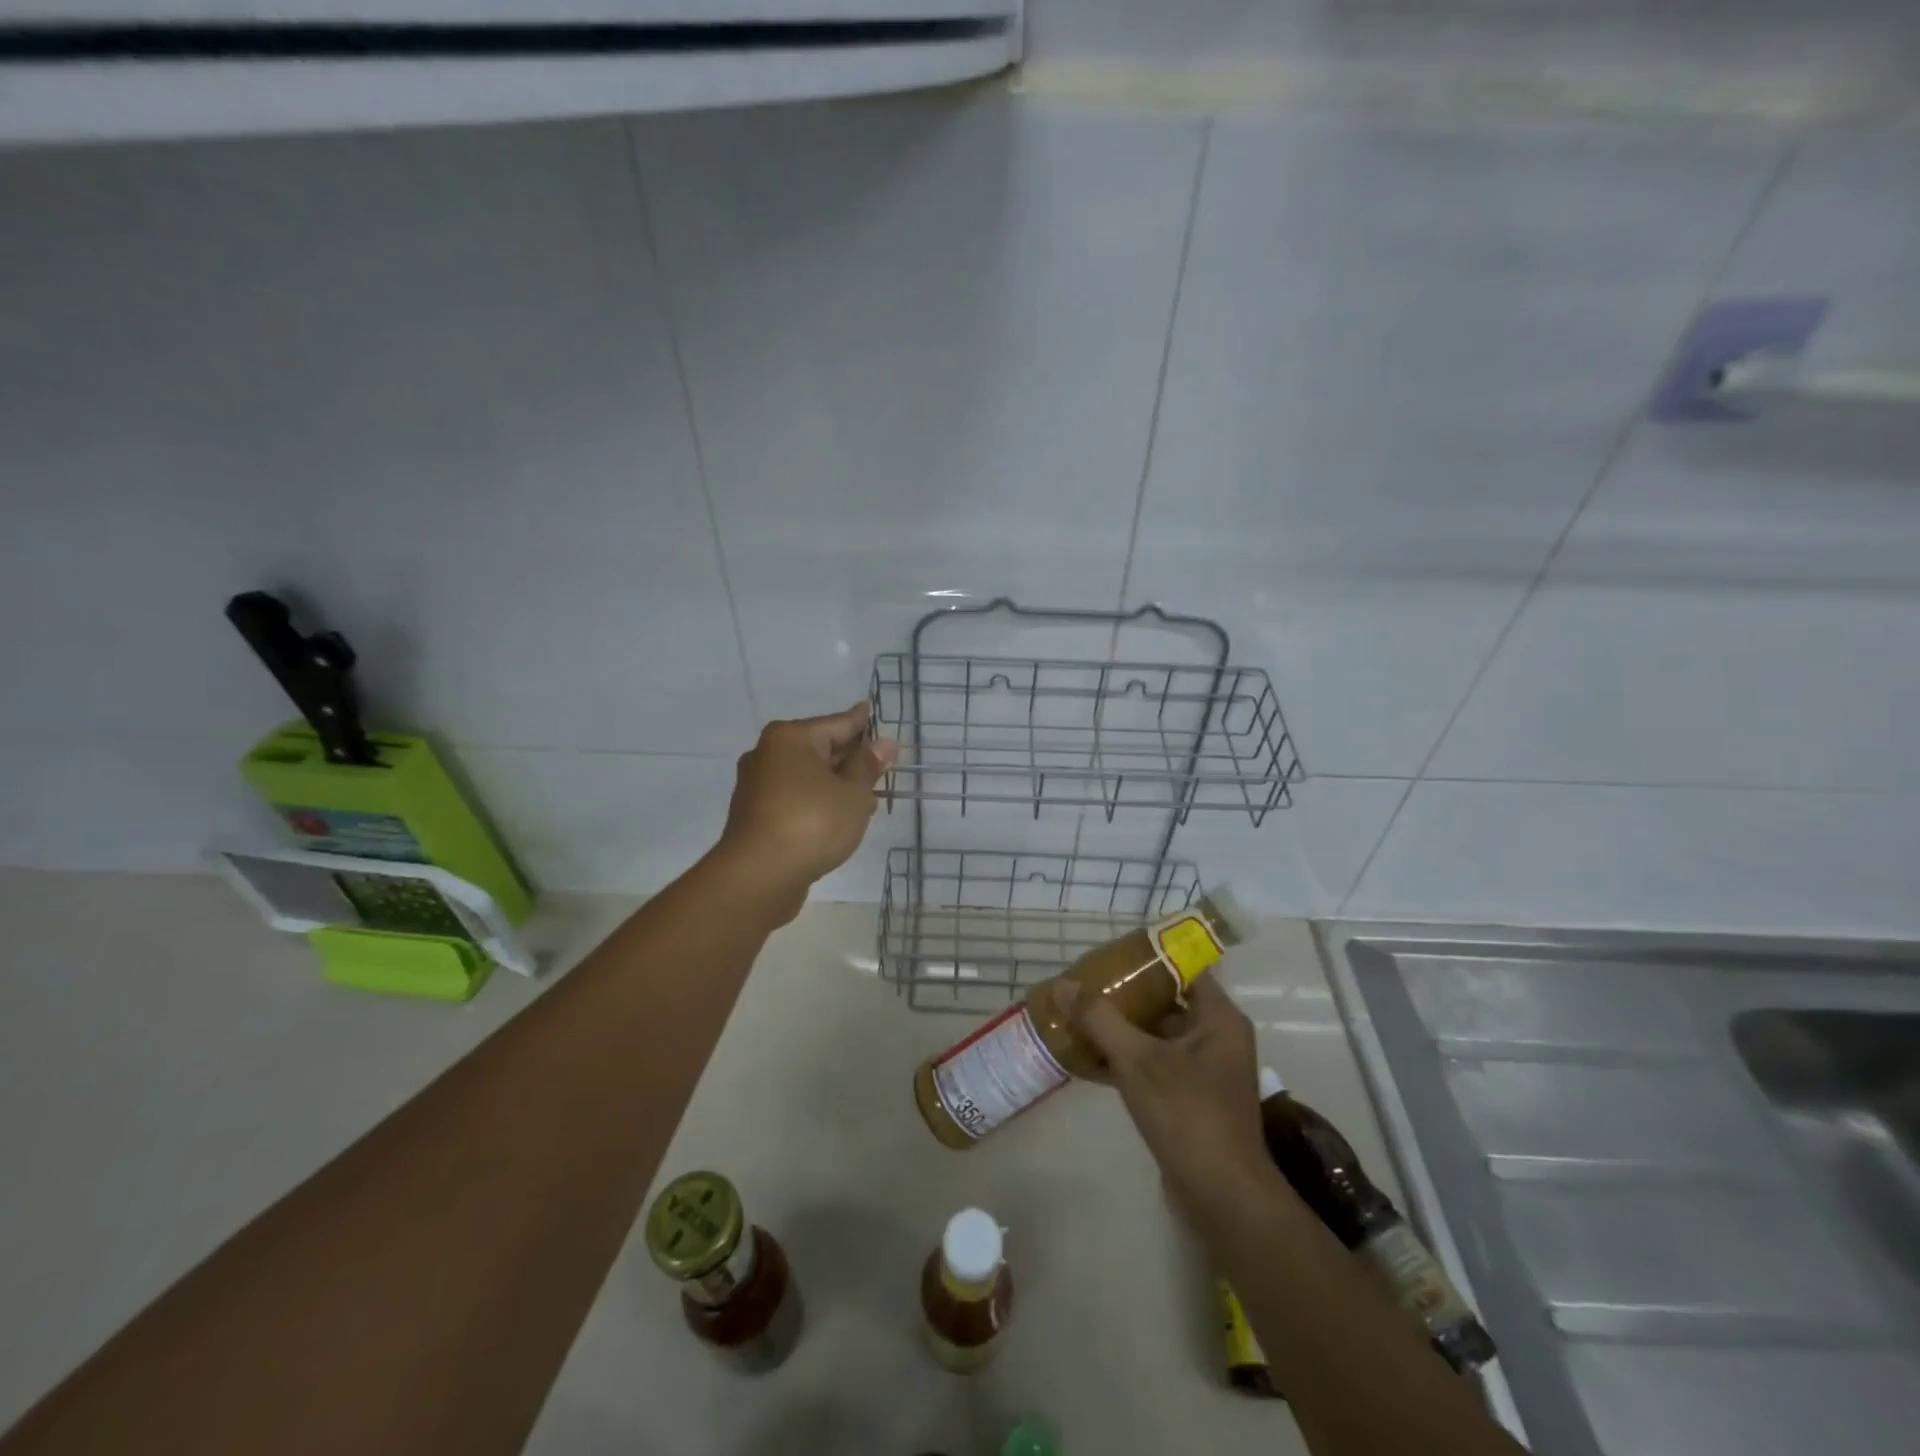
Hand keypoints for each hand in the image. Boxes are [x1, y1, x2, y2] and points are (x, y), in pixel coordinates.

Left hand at [710, 704, 896, 924]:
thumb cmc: (812, 823)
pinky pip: (796, 797)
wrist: (759, 876)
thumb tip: (884, 743)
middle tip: (882, 763)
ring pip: (807, 775)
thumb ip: (868, 767)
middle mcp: (768, 753)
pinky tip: (840, 817)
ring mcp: (758, 786)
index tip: (879, 717)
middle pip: (819, 748)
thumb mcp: (852, 794)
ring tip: (868, 795)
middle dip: (851, 757)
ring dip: (835, 783)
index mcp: (790, 738)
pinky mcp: (756, 815)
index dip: (864, 723)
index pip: (838, 723)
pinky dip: (818, 801)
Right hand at [1065, 976, 1273, 1219]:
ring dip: (1120, 1028)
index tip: (1109, 954)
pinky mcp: (1189, 1099)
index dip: (1147, 958)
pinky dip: (1124, 1060)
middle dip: (1125, 994)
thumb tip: (1063, 985)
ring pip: (1156, 1036)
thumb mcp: (1137, 1059)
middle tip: (1085, 985)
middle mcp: (1217, 1038)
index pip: (1183, 969)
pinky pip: (1153, 1065)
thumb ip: (1099, 1019)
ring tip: (1078, 1017)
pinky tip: (1086, 1059)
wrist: (1221, 1197)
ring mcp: (1204, 1071)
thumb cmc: (1187, 1114)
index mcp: (1218, 1018)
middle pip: (1166, 1001)